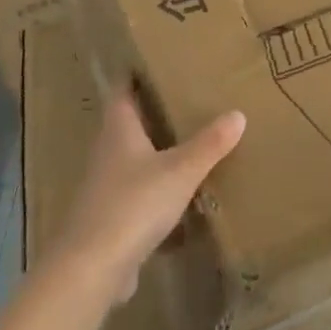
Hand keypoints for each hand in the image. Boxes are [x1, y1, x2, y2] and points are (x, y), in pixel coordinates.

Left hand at [51, 93, 245, 303]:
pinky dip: (159, 194)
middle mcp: (108, 152)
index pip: (123, 90)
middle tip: (187, 99)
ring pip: (135, 161)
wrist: (92, 268)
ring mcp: (106, 187)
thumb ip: (209, 144)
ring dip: (158, 154)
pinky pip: (139, 196)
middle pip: (129, 124)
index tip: (157, 61)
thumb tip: (238, 113)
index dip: (136, 74)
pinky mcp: (111, 219)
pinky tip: (184, 200)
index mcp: (118, 130)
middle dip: (154, 113)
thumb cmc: (133, 204)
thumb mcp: (180, 171)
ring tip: (192, 144)